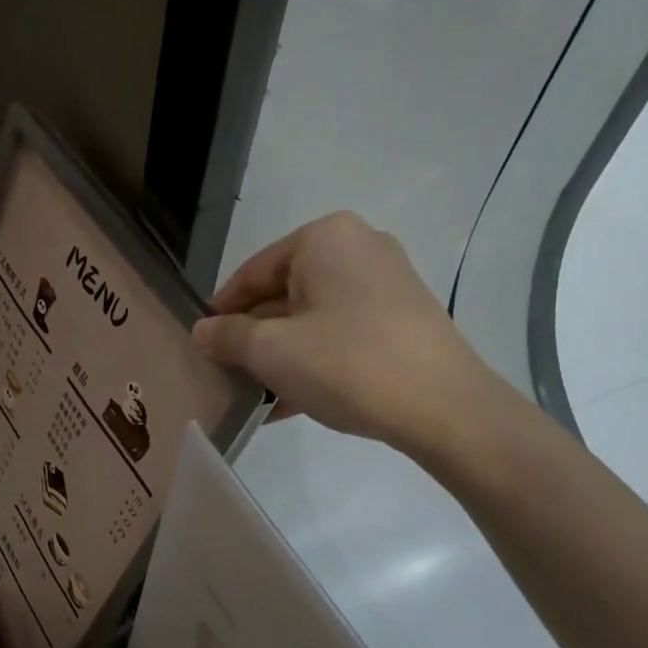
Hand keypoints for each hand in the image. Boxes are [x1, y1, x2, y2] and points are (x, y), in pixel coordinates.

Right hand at [192, 212, 503, 458]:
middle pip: (284, 293)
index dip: (222, 310)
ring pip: (313, 317)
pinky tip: (291, 402)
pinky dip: (315, 360)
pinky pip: (342, 333)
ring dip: (282, 355)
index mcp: (324, 238)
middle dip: (254, 337)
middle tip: (228, 372)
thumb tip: (201, 332)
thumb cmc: (347, 363)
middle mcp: (359, 248)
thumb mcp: (270, 351)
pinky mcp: (404, 318)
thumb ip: (226, 336)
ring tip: (256, 394)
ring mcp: (388, 282)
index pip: (253, 272)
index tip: (203, 345)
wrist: (446, 409)